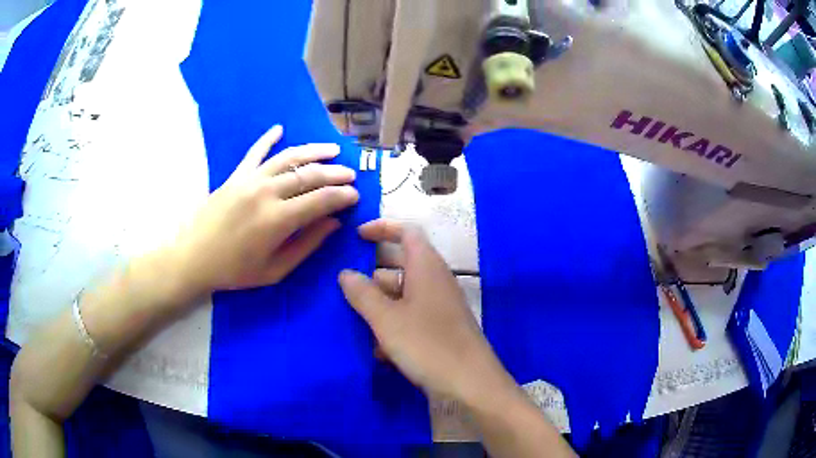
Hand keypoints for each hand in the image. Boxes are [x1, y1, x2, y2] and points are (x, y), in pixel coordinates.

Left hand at [172, 125, 358, 295]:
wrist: (193, 258)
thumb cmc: (234, 271)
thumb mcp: (274, 270)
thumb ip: (306, 245)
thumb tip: (333, 224)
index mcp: (278, 220)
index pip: (321, 199)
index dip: (342, 196)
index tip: (356, 196)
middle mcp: (267, 192)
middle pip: (309, 175)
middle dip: (335, 173)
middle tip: (351, 175)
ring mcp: (250, 180)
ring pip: (288, 157)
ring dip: (313, 152)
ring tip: (332, 150)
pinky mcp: (236, 175)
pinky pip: (255, 151)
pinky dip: (268, 138)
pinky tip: (279, 128)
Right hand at [338, 220, 512, 400]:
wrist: (470, 385)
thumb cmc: (427, 345)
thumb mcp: (387, 319)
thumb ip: (363, 294)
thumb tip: (346, 273)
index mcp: (427, 267)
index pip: (407, 232)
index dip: (382, 228)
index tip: (356, 236)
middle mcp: (436, 282)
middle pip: (401, 265)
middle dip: (373, 274)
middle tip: (346, 286)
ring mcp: (440, 307)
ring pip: (403, 295)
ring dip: (380, 304)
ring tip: (355, 320)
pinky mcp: (440, 330)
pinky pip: (411, 318)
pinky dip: (394, 326)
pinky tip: (378, 349)